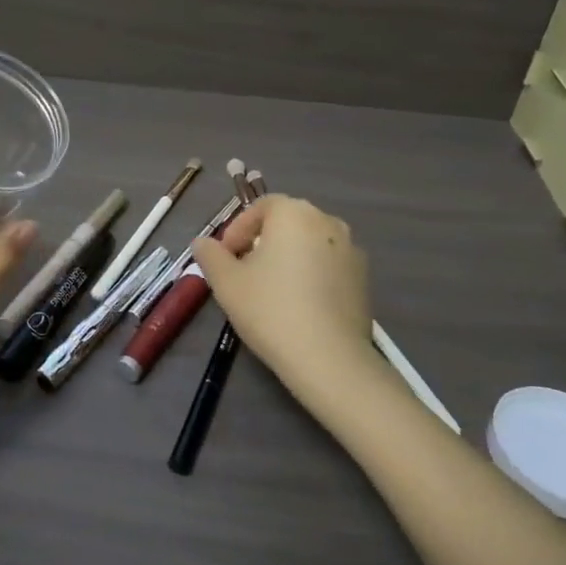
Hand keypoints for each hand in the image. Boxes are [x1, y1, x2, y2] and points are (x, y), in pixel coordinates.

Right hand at [191, 196, 390, 426]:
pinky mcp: (363, 278)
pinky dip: (312, 275)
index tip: (226, 257)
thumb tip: (202, 242)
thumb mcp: (226, 282)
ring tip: (272, 291)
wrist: (328, 358)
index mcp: (293, 213)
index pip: (261, 207)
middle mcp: (326, 221)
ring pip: (309, 244)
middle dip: (262, 242)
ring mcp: (351, 249)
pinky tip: (300, 306)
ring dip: (289, 258)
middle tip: (244, 273)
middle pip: (287, 223)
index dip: (238, 229)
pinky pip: (328, 266)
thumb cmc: (270, 309)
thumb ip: (210, 255)